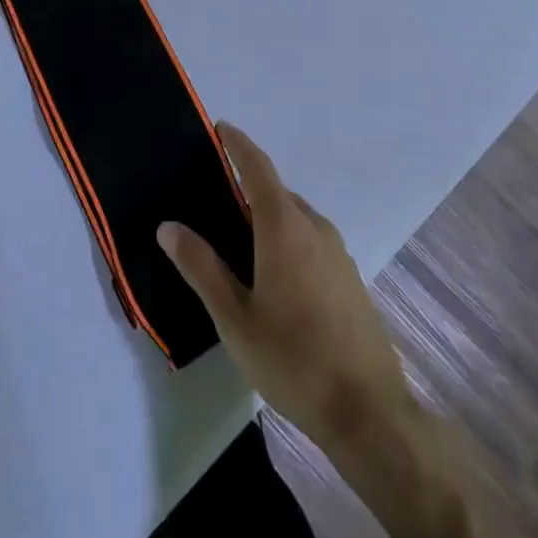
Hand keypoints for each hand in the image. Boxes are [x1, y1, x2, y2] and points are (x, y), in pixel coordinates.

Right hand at [159, 124, 415, 452]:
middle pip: (277, 193)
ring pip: (296, 218)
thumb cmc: (292, 359)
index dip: (239, 144)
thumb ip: (201, 267)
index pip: (258, 169)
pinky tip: (271, 274)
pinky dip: (286, 238)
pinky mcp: (349, 277)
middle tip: (212, 198)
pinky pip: (311, 240)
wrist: (367, 410)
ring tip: (236, 238)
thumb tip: (169, 226)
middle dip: (247, 186)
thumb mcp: (234, 317)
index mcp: (285, 228)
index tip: (221, 128)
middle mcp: (316, 228)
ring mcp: (338, 253)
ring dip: (267, 216)